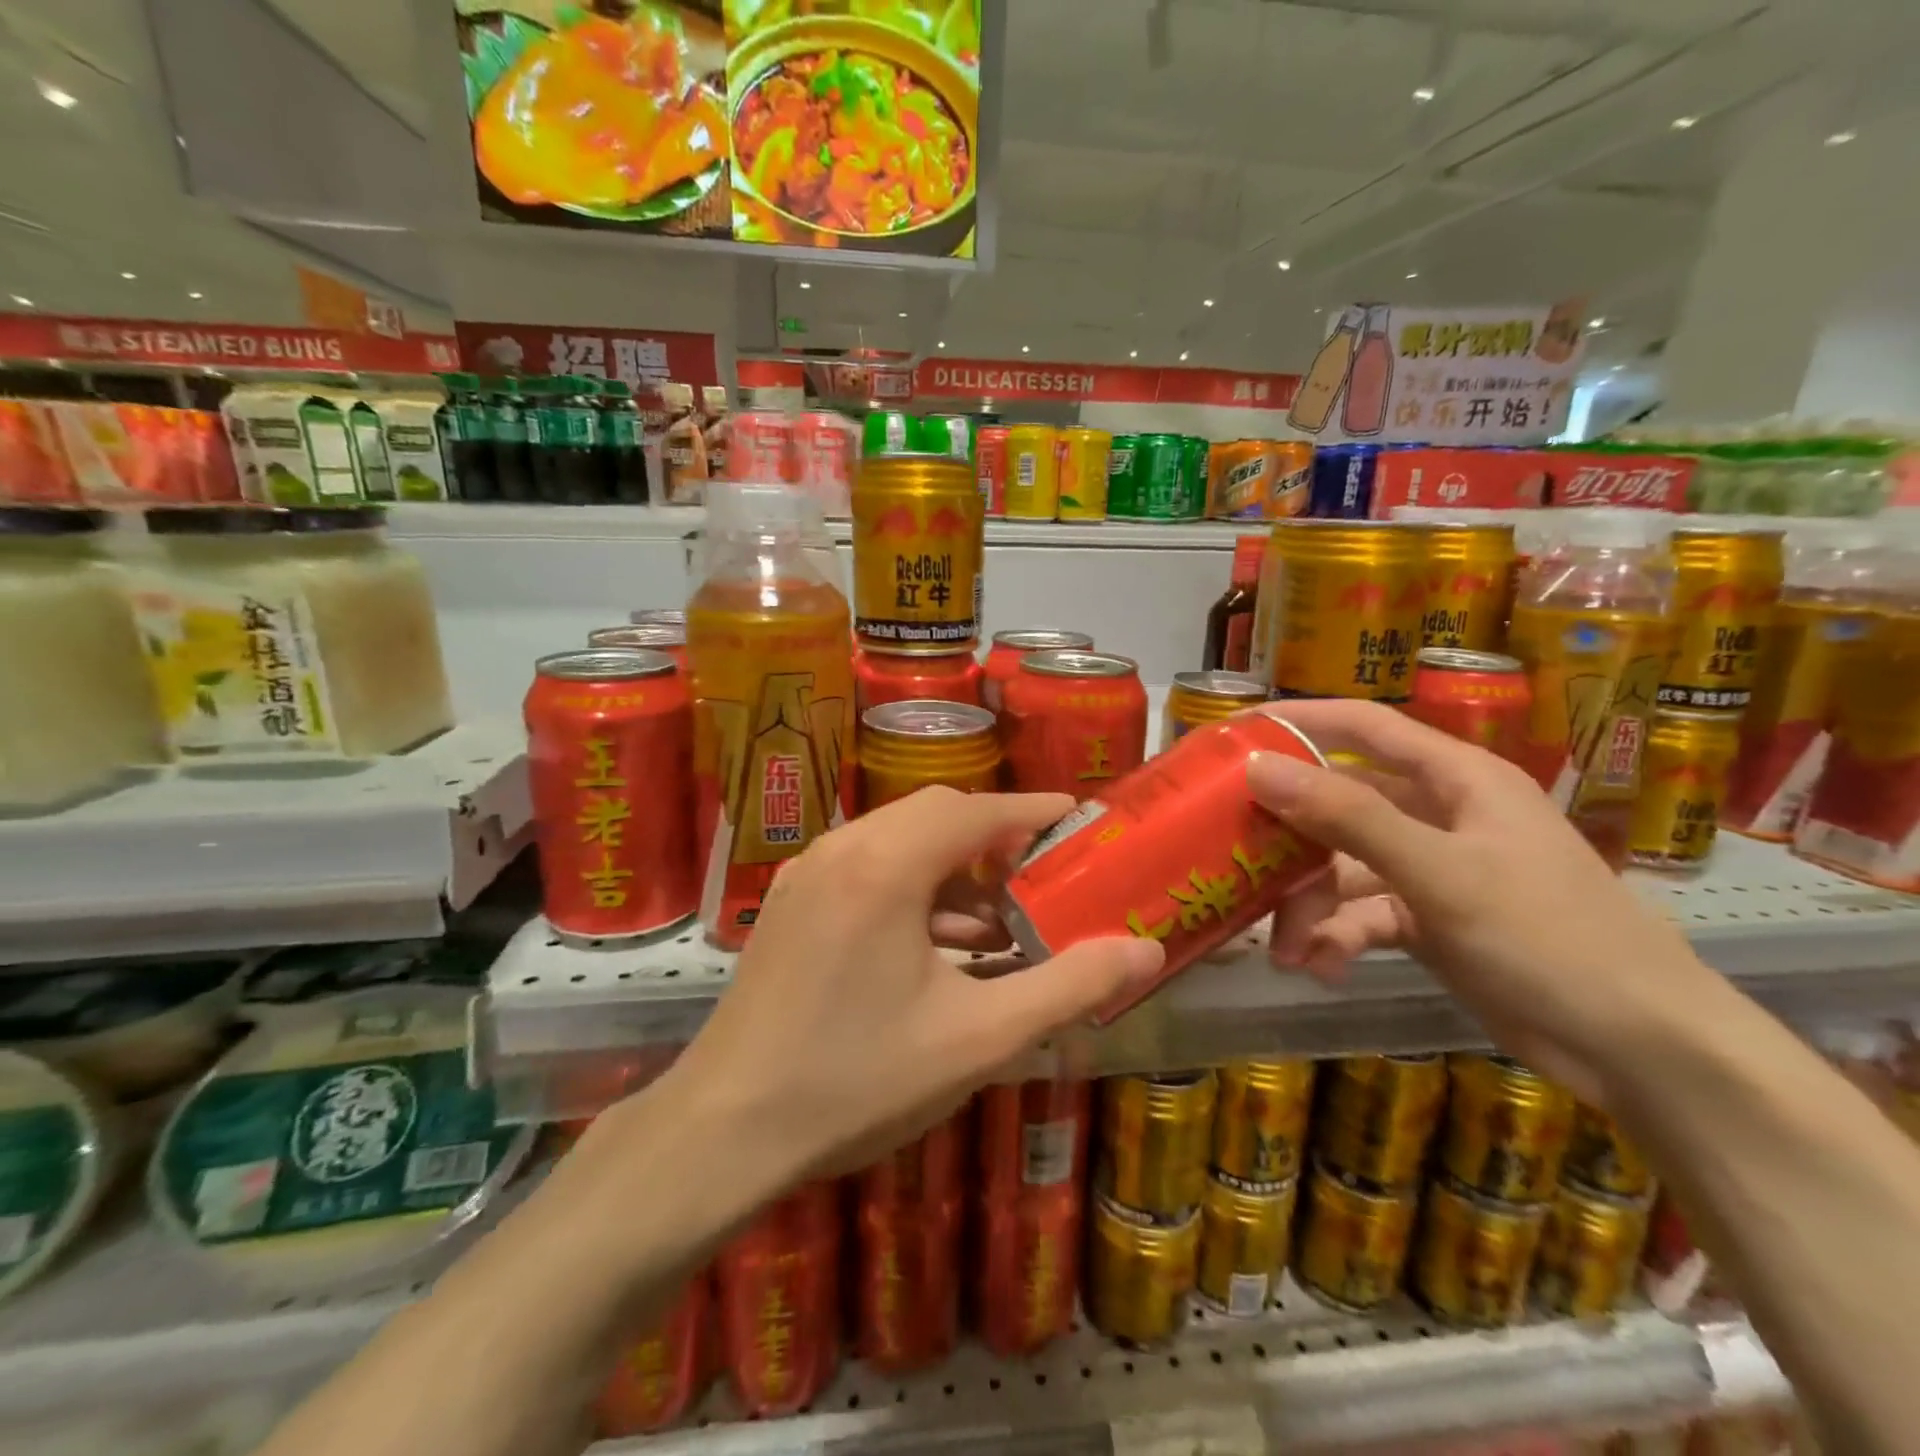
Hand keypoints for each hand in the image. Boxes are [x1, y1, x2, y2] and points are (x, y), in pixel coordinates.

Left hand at [660, 787, 1165, 1185]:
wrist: (723, 1132)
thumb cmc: (858, 1080)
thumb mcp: (979, 1038)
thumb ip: (1069, 986)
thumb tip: (1146, 950)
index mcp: (886, 865)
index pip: (977, 811)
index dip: (1034, 811)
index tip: (1079, 818)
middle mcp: (843, 849)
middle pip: (936, 814)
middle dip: (995, 837)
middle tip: (1045, 873)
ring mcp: (808, 873)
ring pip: (898, 840)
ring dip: (954, 868)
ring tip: (1001, 923)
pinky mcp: (792, 904)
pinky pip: (866, 869)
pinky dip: (914, 889)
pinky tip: (941, 947)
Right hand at [1247, 699, 1713, 1105]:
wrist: (1642, 1050)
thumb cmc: (1549, 937)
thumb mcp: (1440, 872)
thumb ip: (1347, 817)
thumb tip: (1259, 768)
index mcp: (1456, 778)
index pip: (1362, 726)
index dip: (1296, 722)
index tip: (1231, 735)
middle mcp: (1440, 814)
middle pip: (1341, 804)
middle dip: (1290, 837)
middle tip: (1232, 855)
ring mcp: (1434, 869)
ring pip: (1345, 867)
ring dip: (1310, 905)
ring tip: (1281, 947)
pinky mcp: (1431, 920)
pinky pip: (1365, 913)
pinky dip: (1339, 936)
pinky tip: (1320, 966)